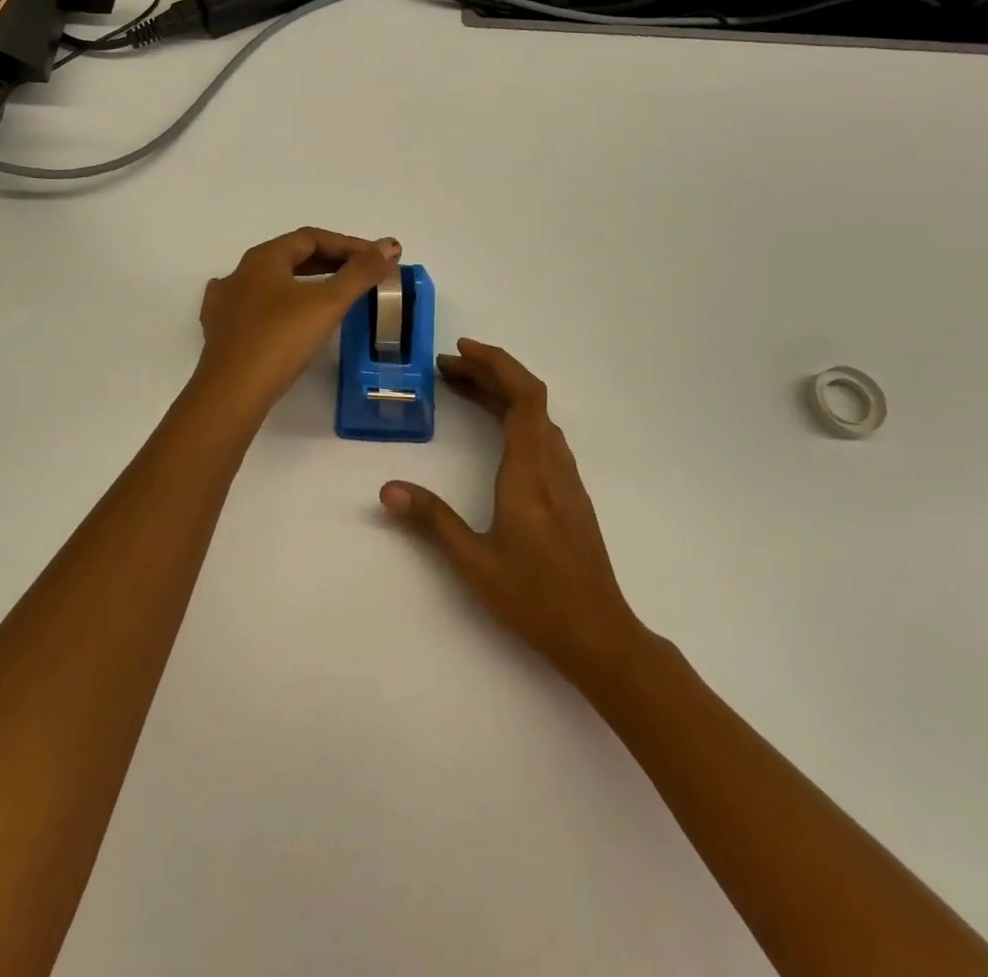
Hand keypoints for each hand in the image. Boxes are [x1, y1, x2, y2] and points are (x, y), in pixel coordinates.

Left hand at [197, 227, 400, 414]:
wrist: (232, 391)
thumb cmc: (281, 339)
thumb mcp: (327, 303)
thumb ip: (361, 272)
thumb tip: (390, 245)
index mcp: (264, 258)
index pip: (311, 238)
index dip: (348, 245)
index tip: (376, 259)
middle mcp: (240, 272)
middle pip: (290, 256)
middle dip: (328, 262)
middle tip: (359, 275)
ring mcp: (225, 302)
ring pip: (270, 281)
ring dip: (301, 282)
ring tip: (326, 294)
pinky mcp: (220, 331)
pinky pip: (251, 306)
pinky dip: (274, 304)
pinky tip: (277, 312)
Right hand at [380, 339, 644, 690]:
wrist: (599, 634)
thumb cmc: (536, 597)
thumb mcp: (474, 562)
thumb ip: (432, 520)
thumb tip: (388, 489)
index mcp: (530, 471)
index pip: (523, 396)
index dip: (496, 364)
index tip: (460, 351)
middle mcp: (552, 465)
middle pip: (529, 398)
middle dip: (488, 373)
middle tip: (446, 368)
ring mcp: (565, 479)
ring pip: (537, 417)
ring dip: (502, 393)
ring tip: (463, 390)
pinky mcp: (569, 494)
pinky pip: (542, 436)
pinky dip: (515, 417)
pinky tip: (495, 432)